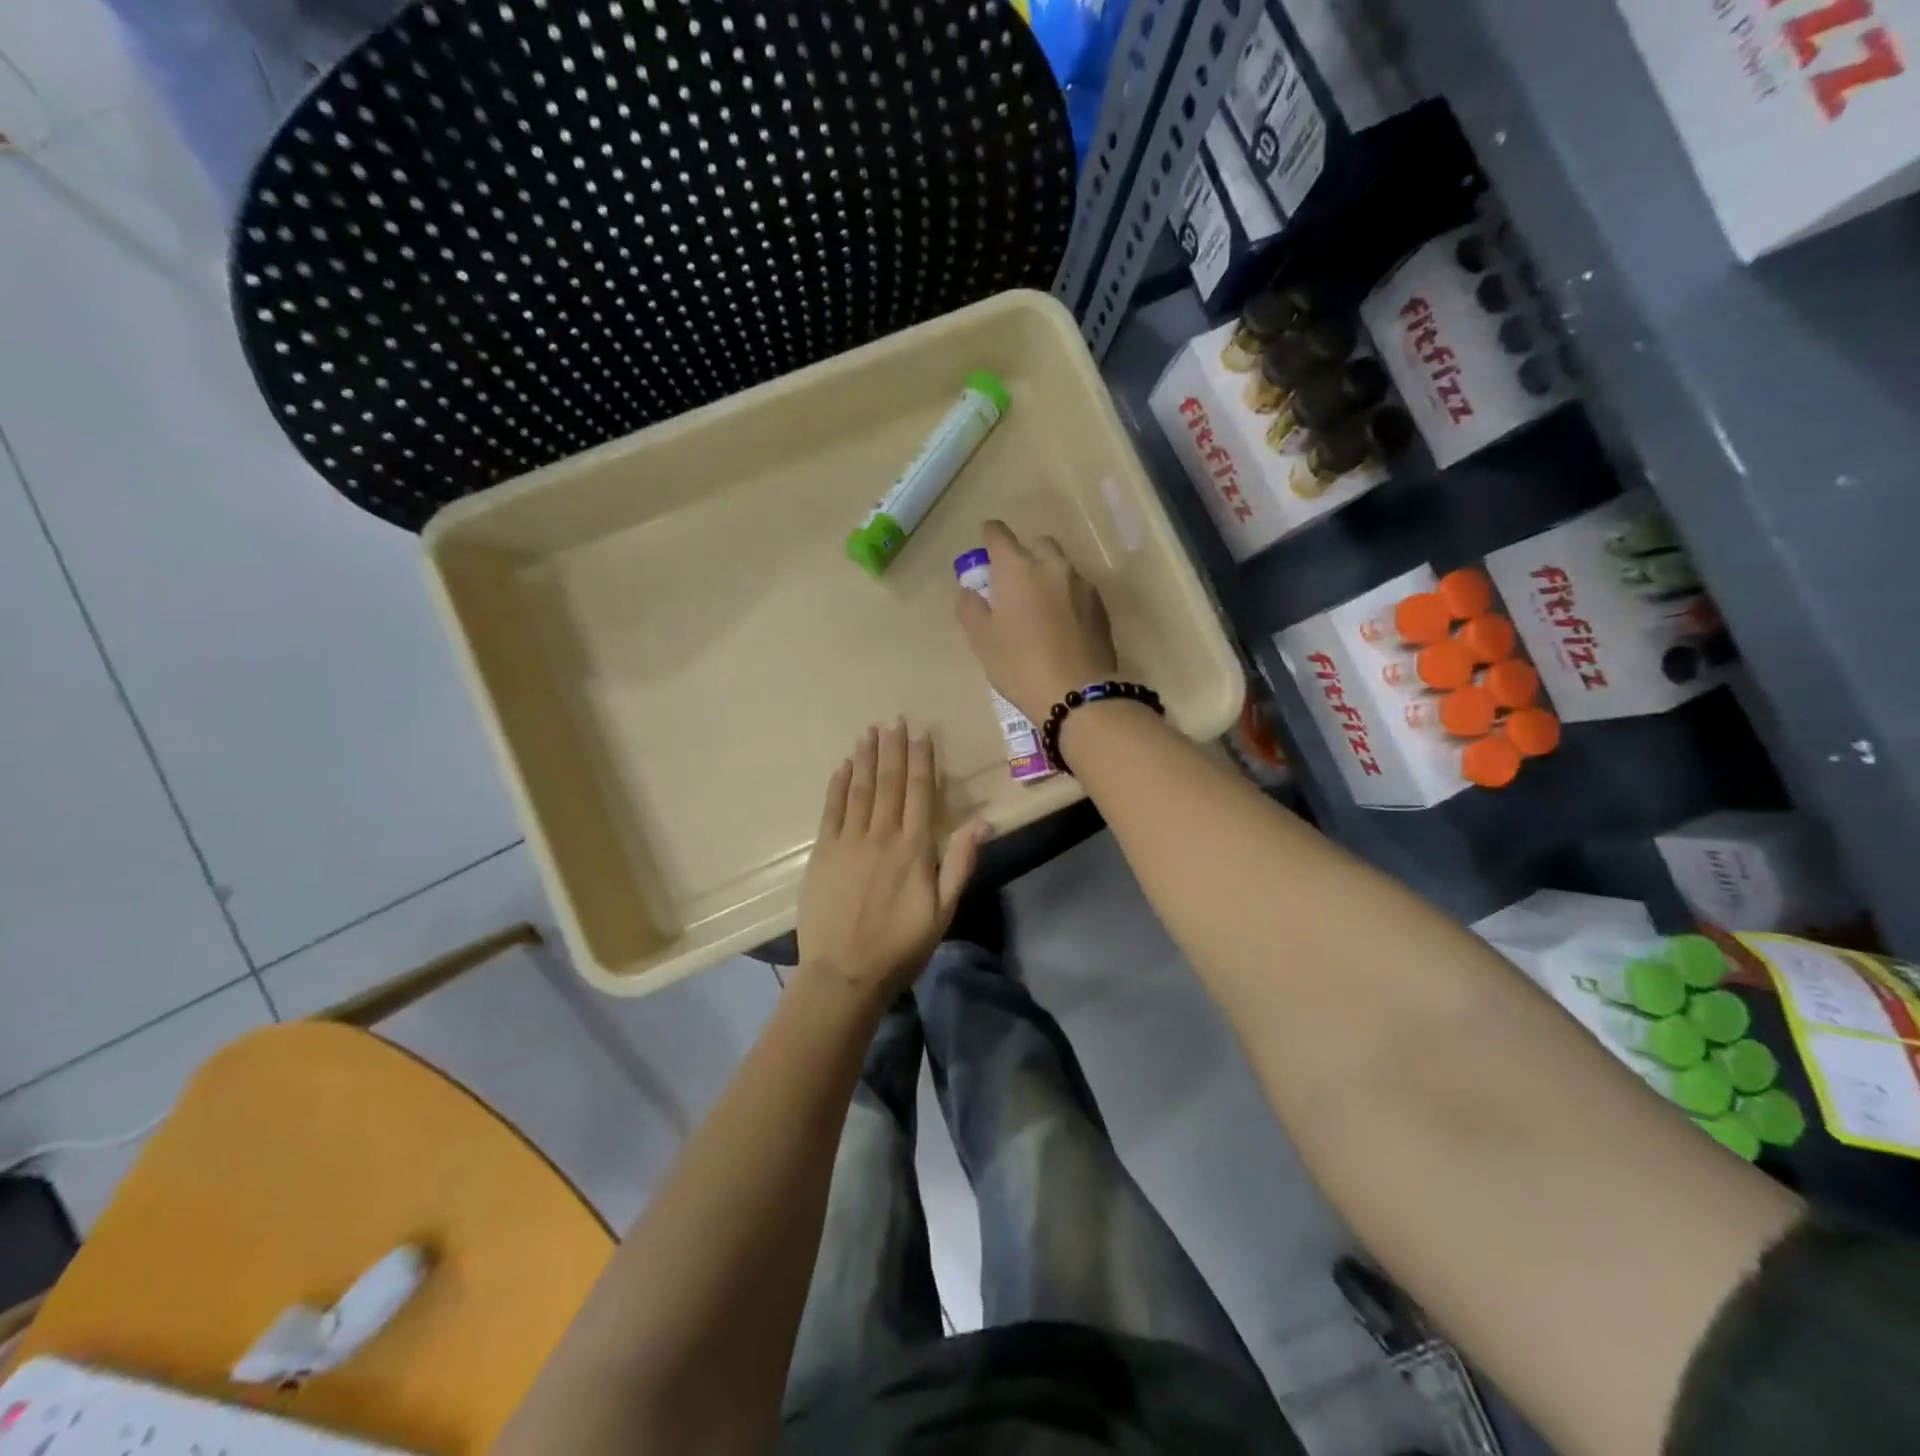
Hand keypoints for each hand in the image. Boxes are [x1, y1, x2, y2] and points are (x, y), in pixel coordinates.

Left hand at [797, 721, 988, 1002]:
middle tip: (893, 720)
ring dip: (866, 758)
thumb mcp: (943, 910)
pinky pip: (831, 810)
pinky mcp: (823, 853)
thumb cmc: (901, 945)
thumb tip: (982, 821)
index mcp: (914, 848)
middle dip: (893, 749)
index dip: (921, 760)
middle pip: (889, 783)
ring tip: (869, 732)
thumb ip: (960, 862)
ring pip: (860, 789)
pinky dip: (837, 785)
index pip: (919, 792)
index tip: (920, 732)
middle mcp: (881, 835)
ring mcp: (849, 842)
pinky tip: (842, 766)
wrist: (845, 972)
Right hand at [954, 520, 1118, 725]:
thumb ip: (971, 608)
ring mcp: (1081, 585)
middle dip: (1025, 555)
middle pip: (1038, 544)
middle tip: (1015, 584)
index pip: (999, 535)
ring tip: (1040, 608)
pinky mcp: (1101, 607)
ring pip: (1061, 568)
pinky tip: (1062, 626)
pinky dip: (1067, 598)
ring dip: (1049, 577)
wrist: (1076, 693)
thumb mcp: (982, 640)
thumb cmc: (1019, 664)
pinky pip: (1079, 591)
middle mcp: (1052, 566)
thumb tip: (969, 591)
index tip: (986, 548)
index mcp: (1017, 568)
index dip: (990, 537)